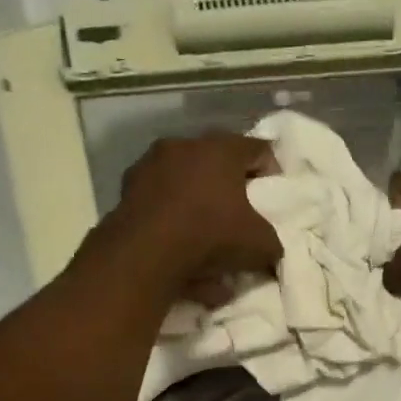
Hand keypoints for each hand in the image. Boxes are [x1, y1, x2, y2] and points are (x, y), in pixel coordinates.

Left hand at [104, 133, 281, 302]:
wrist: (144, 253)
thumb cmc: (211, 235)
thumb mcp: (259, 245)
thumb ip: (272, 242)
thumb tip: (272, 249)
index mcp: (222, 149)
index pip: (258, 149)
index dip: (271, 172)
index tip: (273, 196)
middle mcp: (185, 147)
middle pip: (217, 163)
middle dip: (230, 188)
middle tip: (240, 215)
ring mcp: (151, 166)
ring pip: (185, 183)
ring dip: (197, 205)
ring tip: (207, 241)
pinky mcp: (127, 190)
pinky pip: (160, 204)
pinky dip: (171, 223)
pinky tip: (180, 254)